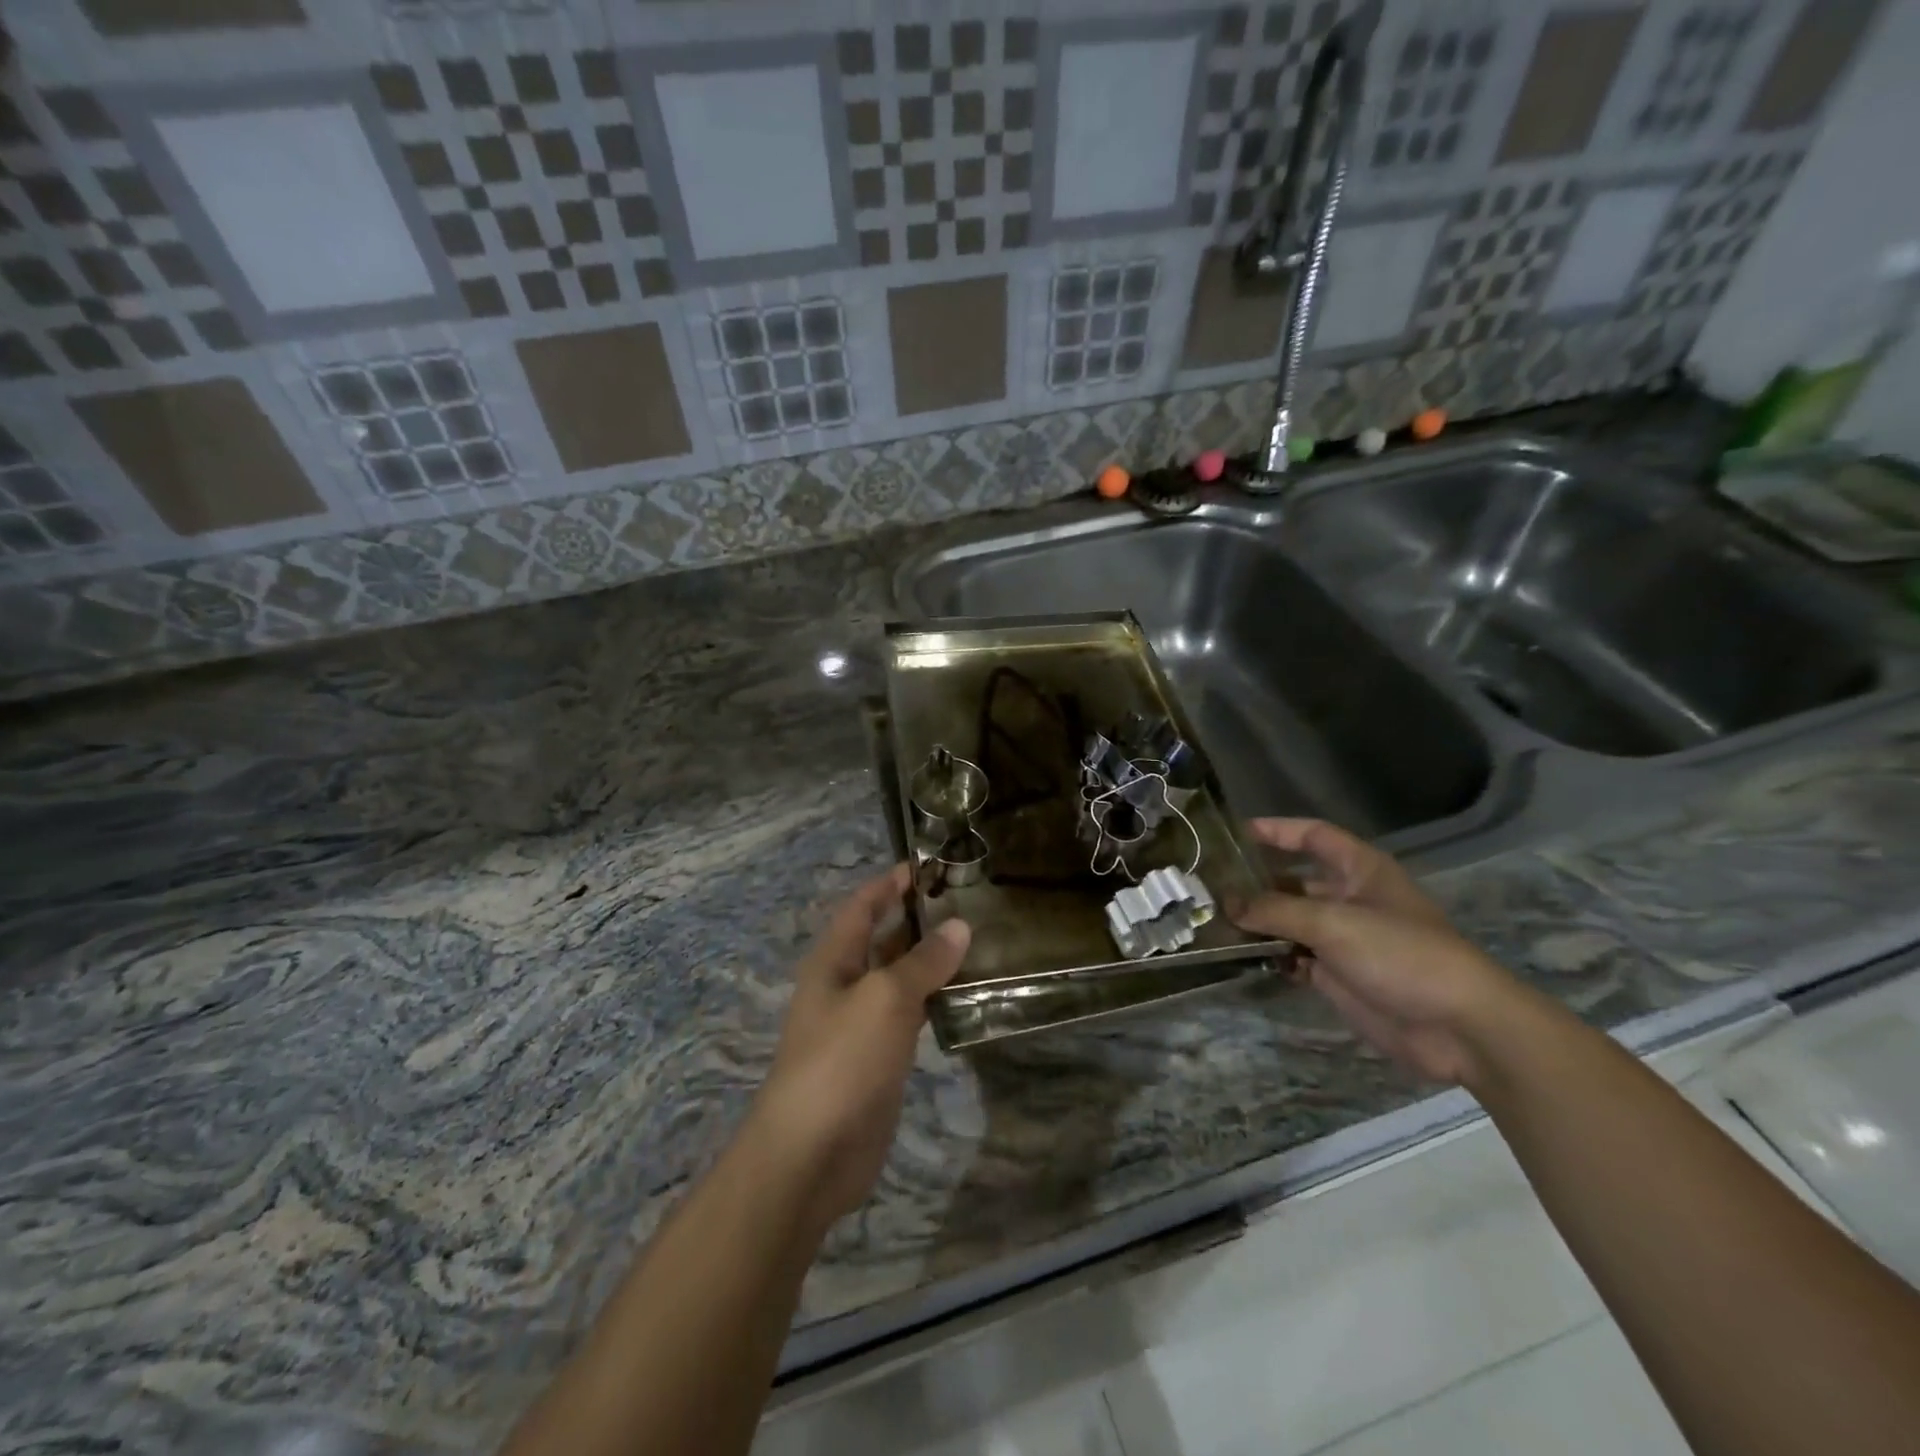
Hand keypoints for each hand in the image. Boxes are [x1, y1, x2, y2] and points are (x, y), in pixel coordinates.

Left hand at [746, 866, 969, 1229]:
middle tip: (968, 902)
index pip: (862, 907)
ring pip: (900, 979)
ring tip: (979, 941)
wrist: (811, 1153)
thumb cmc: (841, 1059)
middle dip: (918, 919)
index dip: (889, 884)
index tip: (928, 865)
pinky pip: (910, 1016)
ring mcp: (862, 1025)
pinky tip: (967, 994)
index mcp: (834, 960)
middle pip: (883, 940)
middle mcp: (845, 985)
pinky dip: (935, 1000)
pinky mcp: (880, 1059)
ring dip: (931, 961)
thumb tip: (959, 926)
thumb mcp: (884, 998)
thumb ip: (923, 962)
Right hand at [1233, 818, 1522, 1085]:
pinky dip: (1269, 955)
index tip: (1232, 834)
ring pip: (1289, 921)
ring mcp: (1342, 938)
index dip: (1275, 830)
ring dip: (1257, 922)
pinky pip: (1293, 956)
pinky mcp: (1337, 974)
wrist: (1458, 1027)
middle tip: (1208, 885)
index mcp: (1360, 870)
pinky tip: (1238, 956)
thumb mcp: (1333, 922)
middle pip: (1294, 880)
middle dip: (1255, 881)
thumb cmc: (1401, 954)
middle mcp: (1349, 898)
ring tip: (1211, 920)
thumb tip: (1228, 902)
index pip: (1312, 836)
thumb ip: (1276, 909)